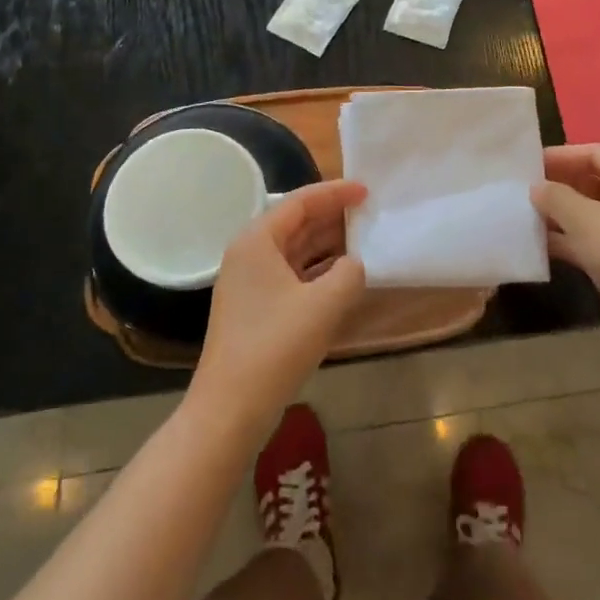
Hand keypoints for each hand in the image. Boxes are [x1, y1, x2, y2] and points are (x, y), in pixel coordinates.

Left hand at [191, 180, 367, 434]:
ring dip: (327, 244)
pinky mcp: (256, 309)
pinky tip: (343, 276)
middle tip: (369, 212)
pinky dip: (317, 270)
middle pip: (295, 222)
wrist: (230, 409)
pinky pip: (291, 274)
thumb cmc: (275, 346)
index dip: (335, 193)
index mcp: (257, 240)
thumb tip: (354, 264)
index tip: (367, 190)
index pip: (299, 201)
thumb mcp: (324, 304)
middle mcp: (248, 254)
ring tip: (363, 239)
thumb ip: (349, 273)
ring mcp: (249, 283)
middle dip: (332, 216)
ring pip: (294, 250)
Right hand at [531, 144, 599, 342]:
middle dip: (561, 185)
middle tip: (525, 188)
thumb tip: (536, 187)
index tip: (528, 163)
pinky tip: (541, 243)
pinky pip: (597, 236)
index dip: (561, 156)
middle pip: (596, 180)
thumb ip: (556, 197)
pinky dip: (572, 237)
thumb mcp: (586, 220)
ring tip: (527, 213)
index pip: (597, 153)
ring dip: (563, 213)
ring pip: (595, 211)